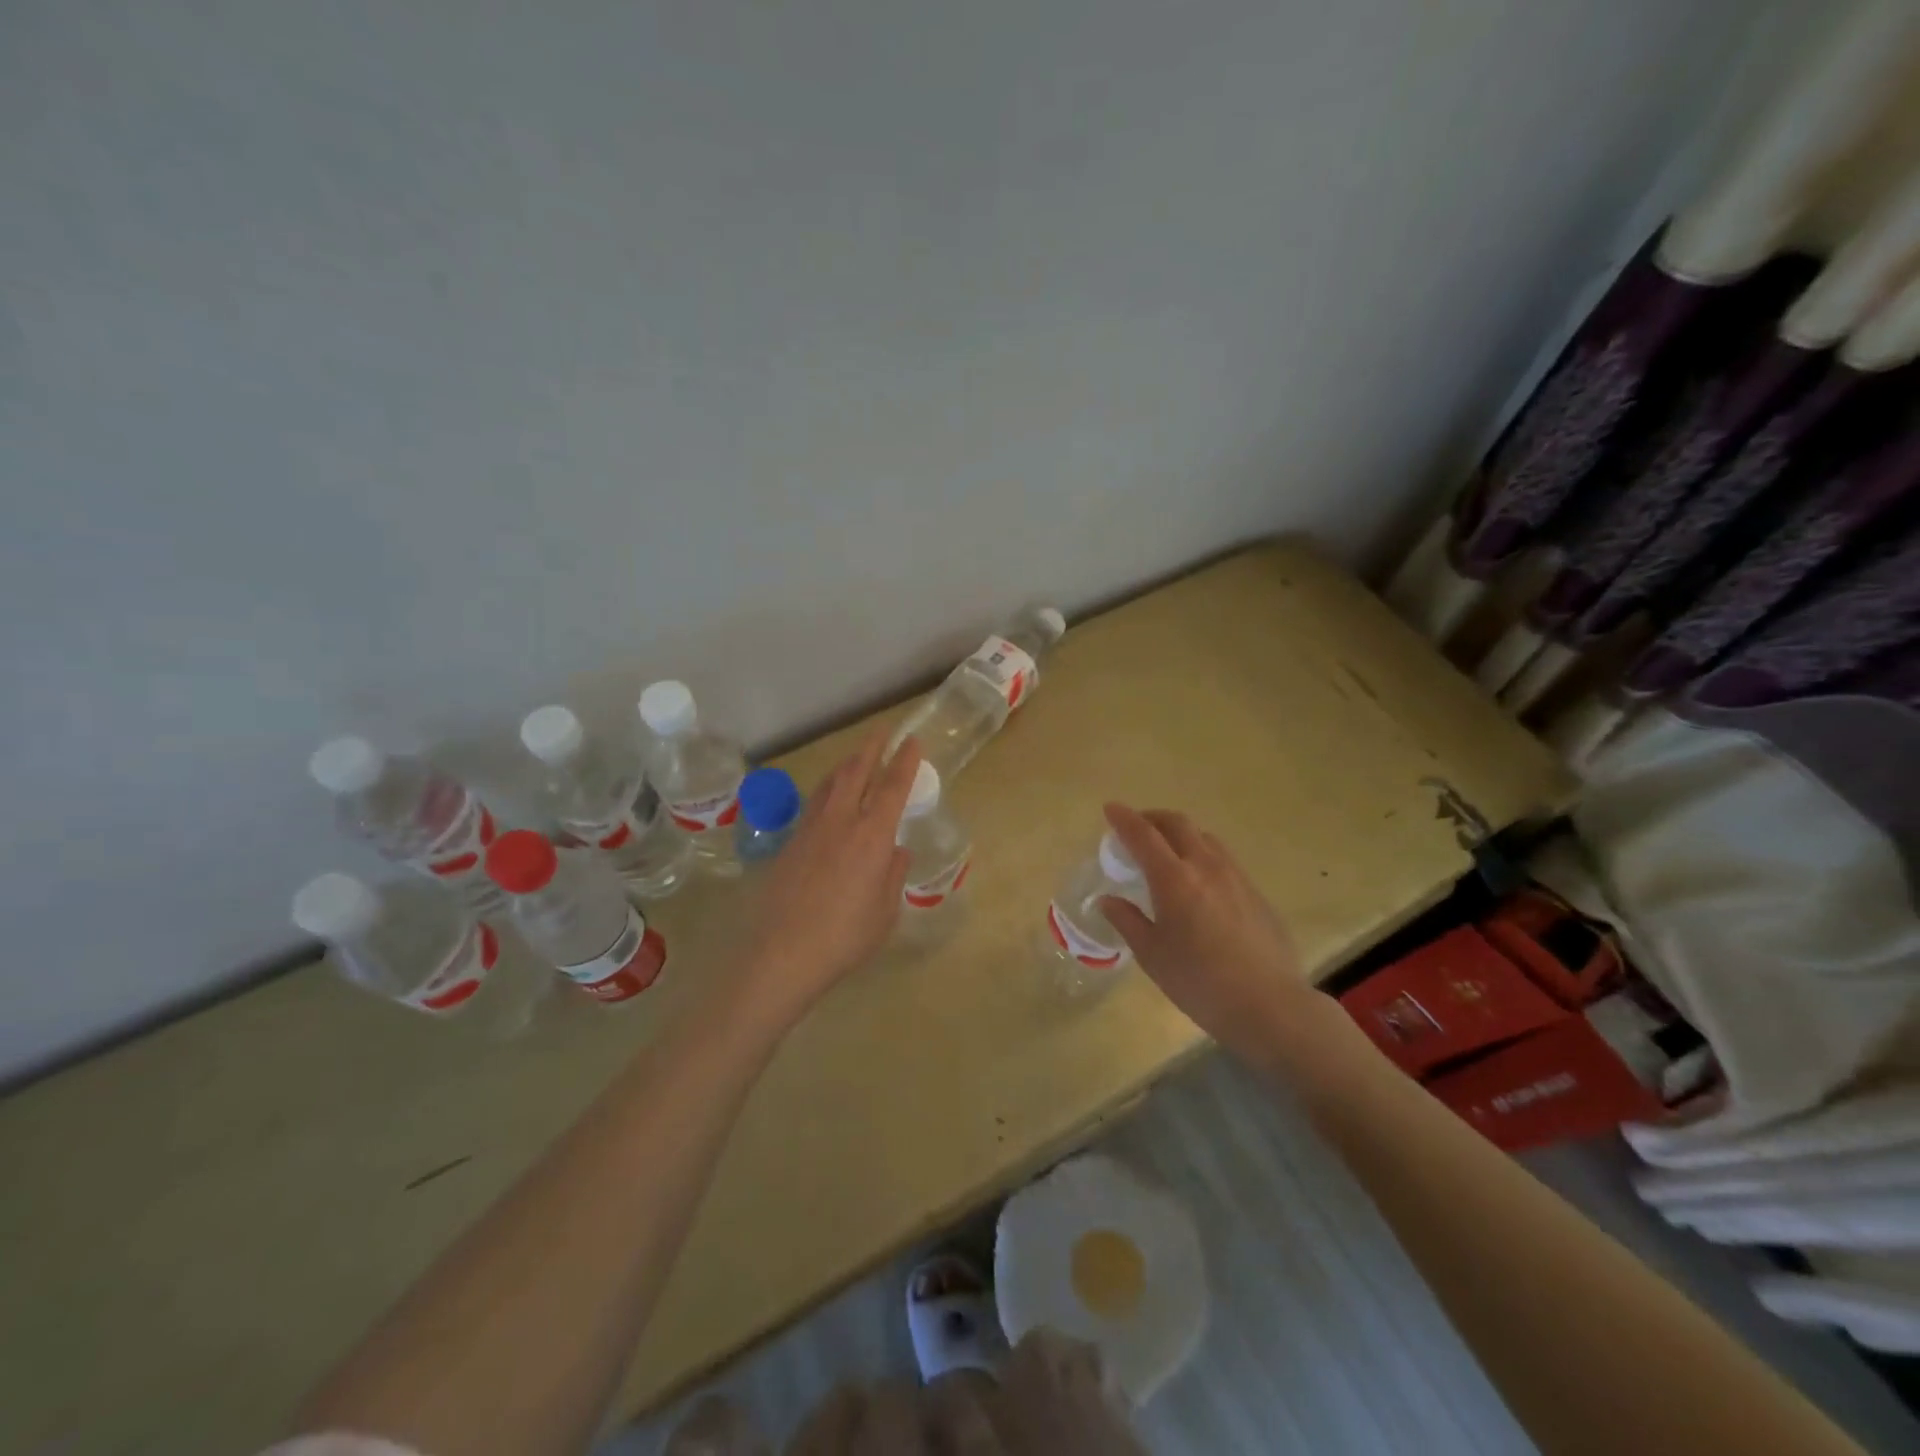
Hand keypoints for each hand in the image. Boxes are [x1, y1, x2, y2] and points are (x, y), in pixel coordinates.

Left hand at [737, 729, 919, 1028]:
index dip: (904, 761)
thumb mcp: (884, 912)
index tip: (912, 741)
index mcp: (872, 835)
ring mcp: (810, 829)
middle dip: (871, 747)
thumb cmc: (844, 937)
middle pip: (856, 771)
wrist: (781, 953)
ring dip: (847, 764)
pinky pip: (814, 804)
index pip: (893, 786)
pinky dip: (828, 790)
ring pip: (831, 783)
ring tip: (855, 757)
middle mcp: (841, 821)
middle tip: (882, 732)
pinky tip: (828, 798)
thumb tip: (896, 851)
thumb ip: (892, 876)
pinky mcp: (789, 843)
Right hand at [1099, 803, 1335, 1070]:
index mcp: (1174, 879)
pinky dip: (1201, 854)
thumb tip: (1108, 900)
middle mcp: (1206, 866)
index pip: (1143, 835)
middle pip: (1177, 824)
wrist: (1269, 1005)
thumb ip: (1127, 921)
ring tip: (1166, 851)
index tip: (1109, 808)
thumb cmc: (1199, 983)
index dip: (1123, 818)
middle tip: (1136, 828)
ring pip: (1204, 837)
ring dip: (1180, 833)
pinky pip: (1223, 858)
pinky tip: (1198, 881)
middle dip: (1152, 818)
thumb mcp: (1152, 955)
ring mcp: (1236, 876)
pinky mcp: (1256, 892)